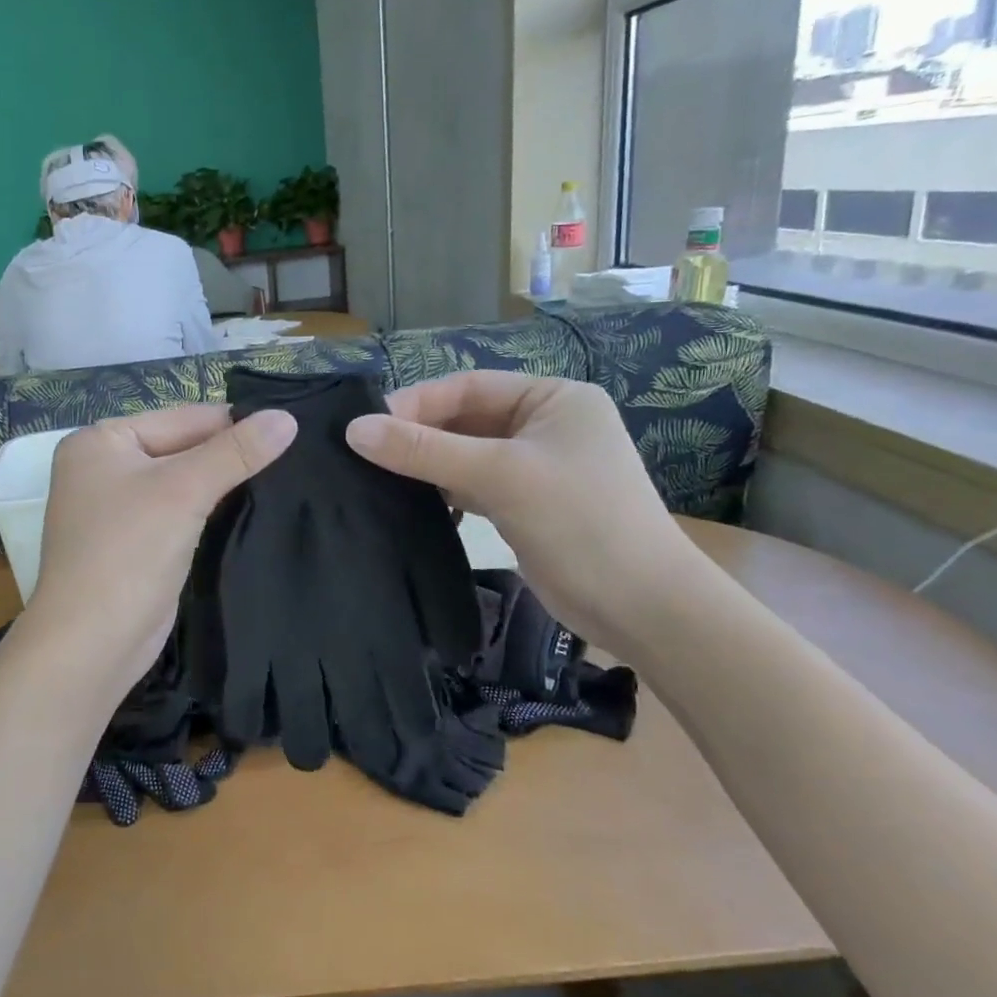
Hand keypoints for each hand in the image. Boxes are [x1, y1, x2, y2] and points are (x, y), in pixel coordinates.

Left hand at [24, 403, 297, 698]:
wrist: (91, 643)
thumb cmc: (128, 552)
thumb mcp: (184, 491)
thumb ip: (235, 452)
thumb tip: (287, 418)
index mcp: (101, 440)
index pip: (182, 418)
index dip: (235, 424)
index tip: (291, 428)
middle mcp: (102, 467)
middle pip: (180, 448)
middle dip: (228, 456)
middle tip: (294, 455)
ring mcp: (114, 507)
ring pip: (181, 482)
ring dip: (222, 484)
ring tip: (282, 479)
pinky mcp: (131, 542)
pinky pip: (176, 512)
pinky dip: (206, 511)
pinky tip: (248, 510)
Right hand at [345, 372, 693, 656]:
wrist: (642, 608)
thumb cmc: (580, 522)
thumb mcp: (500, 475)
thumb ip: (425, 450)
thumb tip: (353, 430)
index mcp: (553, 398)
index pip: (468, 387)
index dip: (416, 403)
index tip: (365, 426)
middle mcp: (545, 425)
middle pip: (465, 420)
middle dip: (418, 436)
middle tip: (364, 453)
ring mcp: (536, 466)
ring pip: (465, 454)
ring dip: (427, 464)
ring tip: (377, 476)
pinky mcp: (525, 503)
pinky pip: (473, 484)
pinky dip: (444, 490)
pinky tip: (413, 502)